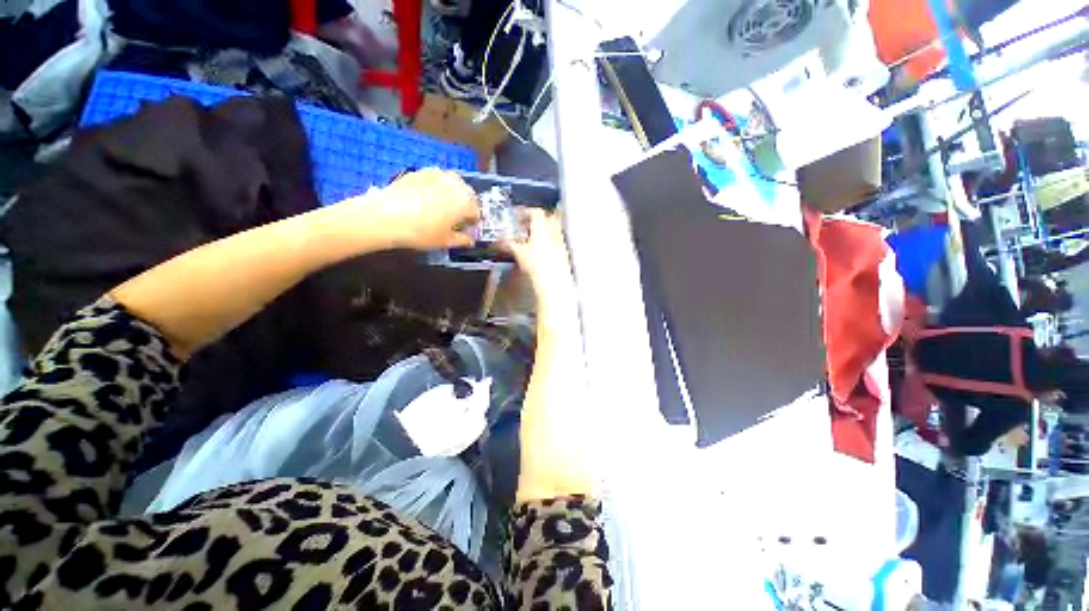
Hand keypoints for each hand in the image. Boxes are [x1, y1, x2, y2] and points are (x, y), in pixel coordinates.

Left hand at [368, 169, 480, 249]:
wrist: (385, 216)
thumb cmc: (421, 232)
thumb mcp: (445, 241)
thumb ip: (463, 240)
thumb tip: (470, 239)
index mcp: (466, 202)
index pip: (476, 212)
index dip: (472, 223)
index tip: (466, 230)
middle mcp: (456, 184)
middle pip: (468, 195)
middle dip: (465, 206)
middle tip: (455, 219)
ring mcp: (438, 174)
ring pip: (453, 185)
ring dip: (452, 195)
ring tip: (441, 208)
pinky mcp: (421, 171)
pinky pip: (436, 180)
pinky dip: (437, 188)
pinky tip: (426, 199)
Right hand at [504, 209, 577, 316]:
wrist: (553, 281)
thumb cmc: (535, 264)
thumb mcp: (518, 252)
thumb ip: (509, 244)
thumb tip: (499, 240)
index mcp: (542, 226)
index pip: (535, 211)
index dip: (525, 212)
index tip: (517, 217)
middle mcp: (554, 230)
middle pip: (547, 217)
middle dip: (536, 220)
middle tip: (525, 226)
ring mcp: (561, 241)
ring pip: (553, 229)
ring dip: (543, 230)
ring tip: (532, 239)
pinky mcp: (564, 252)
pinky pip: (556, 241)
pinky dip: (549, 241)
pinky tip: (541, 251)